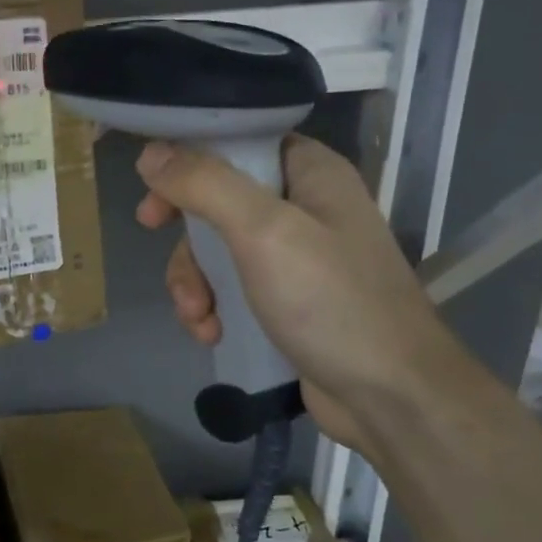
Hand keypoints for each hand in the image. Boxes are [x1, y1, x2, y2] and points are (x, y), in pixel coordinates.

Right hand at [135, 135, 471, 451]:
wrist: (391, 399)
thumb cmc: (332, 301)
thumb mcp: (264, 232)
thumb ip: (205, 186)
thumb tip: (150, 153)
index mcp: (311, 173)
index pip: (240, 142)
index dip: (191, 157)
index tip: (154, 184)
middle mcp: (304, 207)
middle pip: (217, 198)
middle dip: (186, 232)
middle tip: (154, 236)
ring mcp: (295, 258)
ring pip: (216, 249)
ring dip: (194, 280)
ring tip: (198, 314)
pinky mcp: (285, 301)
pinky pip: (230, 288)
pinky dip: (212, 307)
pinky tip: (211, 333)